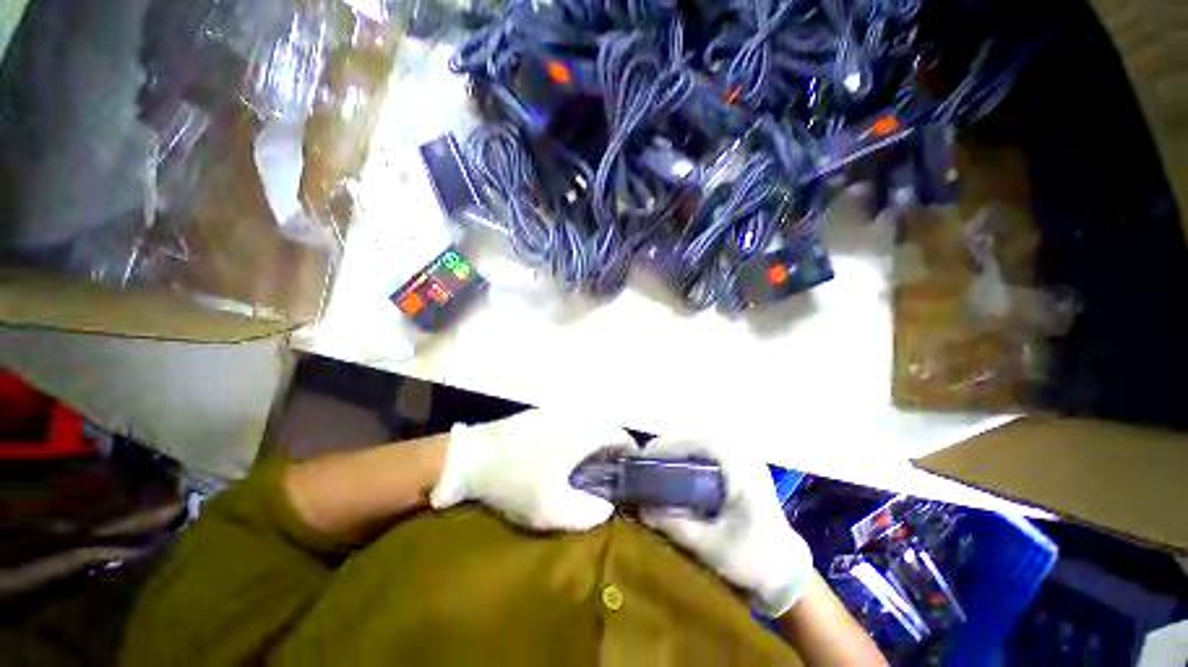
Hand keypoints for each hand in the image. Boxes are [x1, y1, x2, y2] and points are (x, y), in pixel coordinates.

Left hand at [429, 408, 637, 530]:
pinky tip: (563, 457)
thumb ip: (586, 514)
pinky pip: (573, 422)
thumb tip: (607, 508)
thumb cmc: (514, 481)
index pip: (622, 436)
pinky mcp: (543, 412)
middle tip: (605, 479)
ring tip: (585, 471)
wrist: (471, 457)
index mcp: (584, 430)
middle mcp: (576, 413)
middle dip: (611, 453)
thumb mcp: (550, 510)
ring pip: (589, 424)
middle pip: (607, 429)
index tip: (626, 479)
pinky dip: (577, 437)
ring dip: (594, 444)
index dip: (629, 457)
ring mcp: (558, 410)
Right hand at [641, 438, 812, 616]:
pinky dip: (689, 455)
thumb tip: (642, 509)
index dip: (671, 445)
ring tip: (656, 464)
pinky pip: (709, 450)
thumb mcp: (711, 547)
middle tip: (646, 461)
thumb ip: (676, 526)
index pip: (701, 443)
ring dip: (678, 449)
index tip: (646, 457)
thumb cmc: (753, 559)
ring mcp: (744, 458)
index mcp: (742, 470)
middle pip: (699, 438)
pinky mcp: (741, 465)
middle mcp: (744, 455)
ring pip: (702, 441)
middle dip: (670, 446)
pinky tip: (676, 469)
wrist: (784, 568)